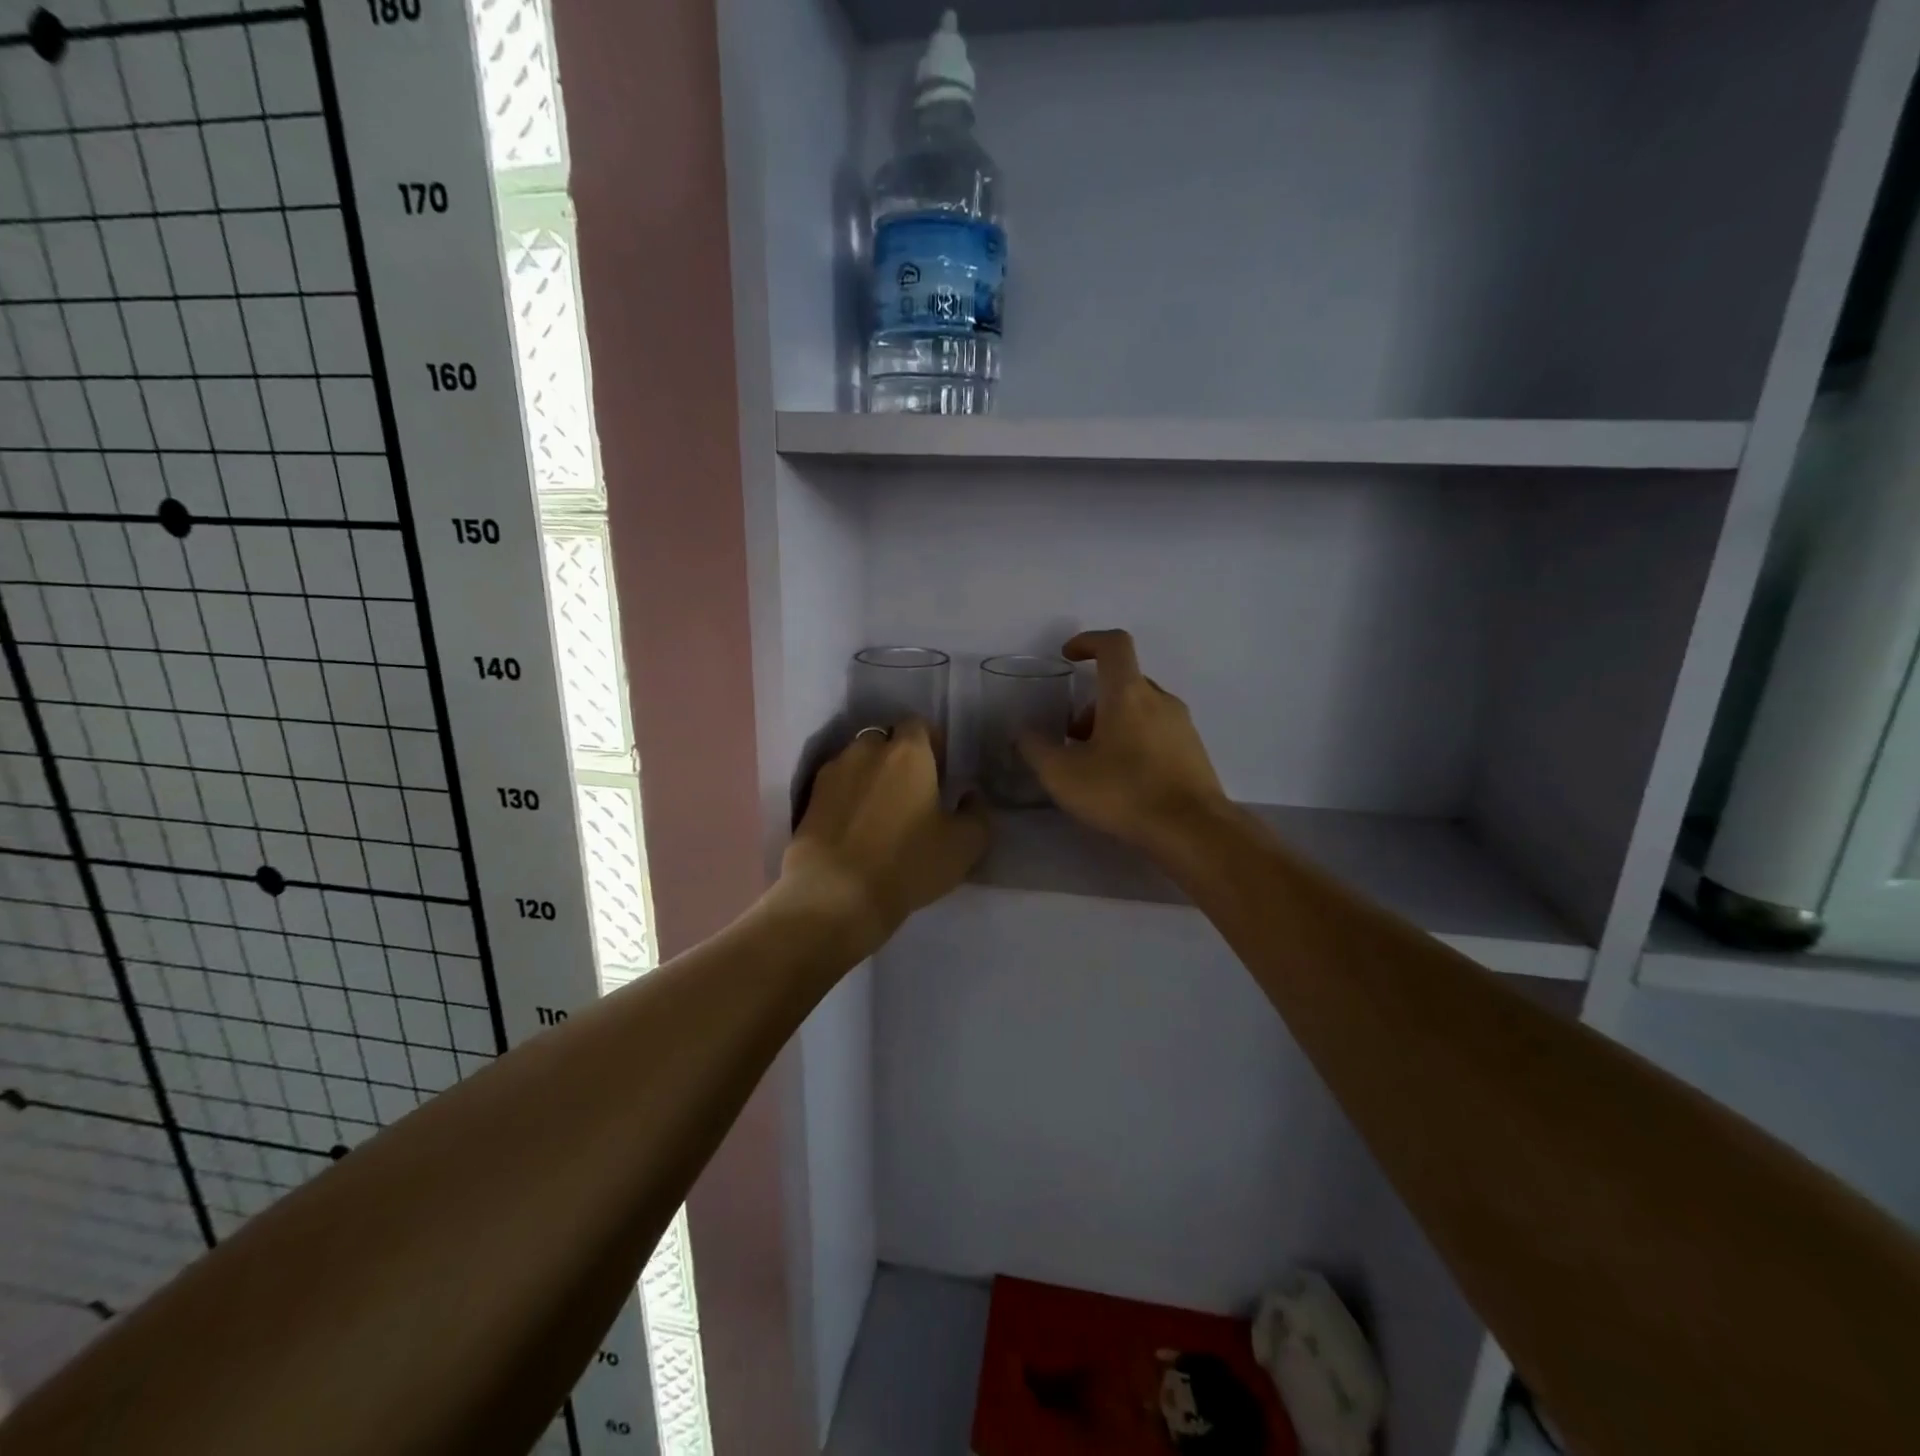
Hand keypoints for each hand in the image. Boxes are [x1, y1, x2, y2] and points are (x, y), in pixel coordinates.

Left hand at [781, 719, 988, 954]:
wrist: (835, 894)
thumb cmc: (907, 863)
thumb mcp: (964, 845)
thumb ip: (977, 813)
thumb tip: (970, 796)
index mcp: (908, 752)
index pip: (919, 724)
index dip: (931, 743)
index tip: (939, 771)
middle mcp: (866, 750)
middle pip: (885, 738)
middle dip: (897, 756)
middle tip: (911, 790)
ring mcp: (832, 773)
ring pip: (856, 760)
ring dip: (869, 775)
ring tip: (880, 809)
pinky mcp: (809, 799)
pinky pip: (836, 786)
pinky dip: (847, 796)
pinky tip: (855, 826)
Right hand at [1017, 629, 1229, 853]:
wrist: (1193, 830)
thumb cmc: (1124, 792)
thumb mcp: (1063, 775)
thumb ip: (1036, 749)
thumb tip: (1023, 732)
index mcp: (1128, 693)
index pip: (1113, 644)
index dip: (1088, 641)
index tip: (1068, 656)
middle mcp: (1159, 699)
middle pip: (1123, 682)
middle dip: (1092, 701)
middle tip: (1072, 736)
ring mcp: (1181, 725)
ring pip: (1140, 709)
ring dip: (1112, 724)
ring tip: (1094, 764)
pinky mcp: (1193, 752)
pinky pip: (1157, 732)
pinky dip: (1134, 741)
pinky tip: (1123, 781)